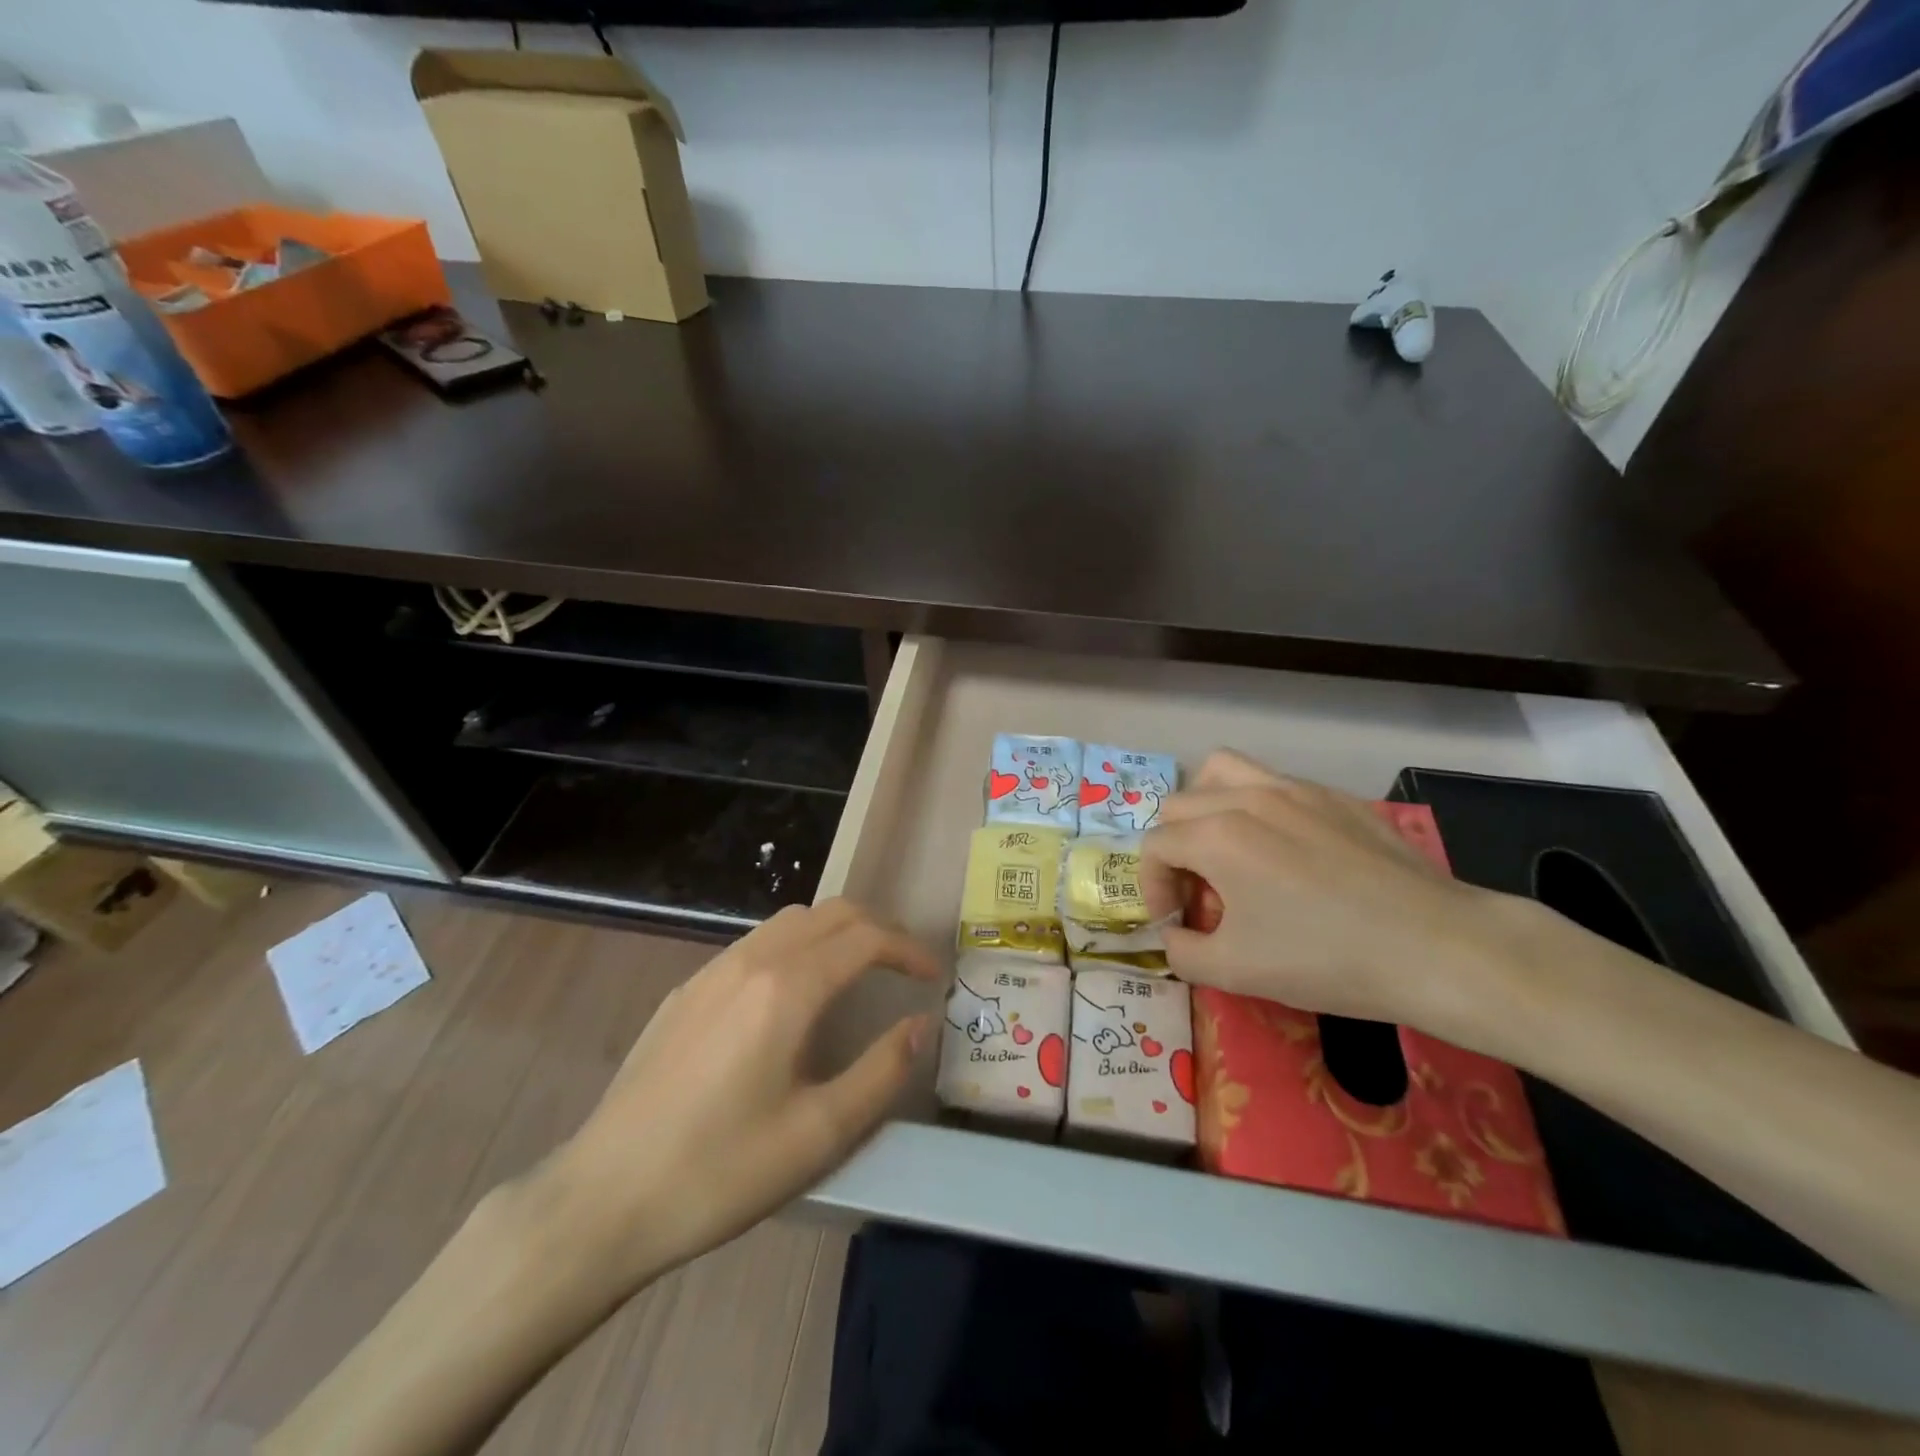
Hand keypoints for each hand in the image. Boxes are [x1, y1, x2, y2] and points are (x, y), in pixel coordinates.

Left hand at [530, 899, 938, 1287]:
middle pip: (831, 913)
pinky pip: (756, 944)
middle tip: (903, 967)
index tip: (933, 976)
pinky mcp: (686, 991)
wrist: (604, 1198)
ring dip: (835, 932)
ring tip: (857, 972)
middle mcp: (751, 960)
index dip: (908, 949)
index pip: (865, 938)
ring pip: (790, 921)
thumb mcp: (819, 1135)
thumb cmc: (721, 1171)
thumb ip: (881, 1072)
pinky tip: (792, 996)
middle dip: (877, 929)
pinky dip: (796, 946)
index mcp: (787, 988)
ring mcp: (712, 971)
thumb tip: (919, 1024)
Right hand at [1139, 751, 1516, 1028]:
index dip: (1152, 887)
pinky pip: (1273, 783)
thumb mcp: (1234, 971)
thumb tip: (1174, 935)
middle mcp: (1246, 797)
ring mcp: (1294, 789)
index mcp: (1216, 836)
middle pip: (1179, 805)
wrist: (1435, 947)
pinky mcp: (1334, 796)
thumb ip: (1181, 952)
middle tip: (1200, 894)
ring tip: (1225, 848)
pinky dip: (1256, 807)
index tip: (1175, 923)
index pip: (1153, 846)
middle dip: (1174, 850)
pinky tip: (1287, 852)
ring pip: (1222, 772)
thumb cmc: (1325, 958)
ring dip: (1206, 807)